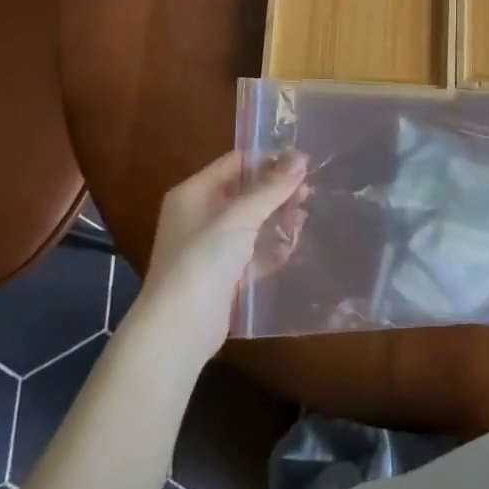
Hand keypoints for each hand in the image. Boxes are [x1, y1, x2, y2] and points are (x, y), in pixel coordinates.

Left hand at [131, 150, 309, 369]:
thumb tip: (301, 158)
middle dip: (276, 191)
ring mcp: (211, 247)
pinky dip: (271, 247)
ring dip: (277, 218)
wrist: (178, 330)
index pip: (236, 163)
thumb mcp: (239, 218)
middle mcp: (200, 215)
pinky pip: (252, 252)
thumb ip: (271, 188)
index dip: (268, 160)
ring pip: (251, 223)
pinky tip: (295, 245)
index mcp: (194, 193)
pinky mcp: (223, 276)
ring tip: (305, 218)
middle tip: (310, 193)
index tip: (303, 164)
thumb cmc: (202, 261)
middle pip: (245, 192)